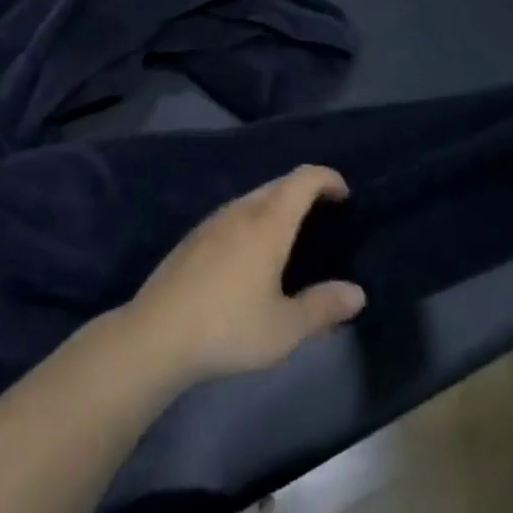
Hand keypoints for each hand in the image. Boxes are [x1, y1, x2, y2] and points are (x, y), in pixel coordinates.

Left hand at [124, 165, 365, 385]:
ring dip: (277, 204)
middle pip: (277, 184)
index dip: (326, 178)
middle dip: (304, 190)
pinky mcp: (192, 238)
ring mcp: (211, 222)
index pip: (302, 180)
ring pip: (252, 198)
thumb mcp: (285, 328)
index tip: (344, 193)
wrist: (156, 335)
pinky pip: (233, 214)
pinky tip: (251, 252)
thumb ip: (323, 308)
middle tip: (324, 213)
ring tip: (292, 233)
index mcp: (267, 224)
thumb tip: (357, 294)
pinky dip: (254, 219)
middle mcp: (240, 212)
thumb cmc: (228, 327)